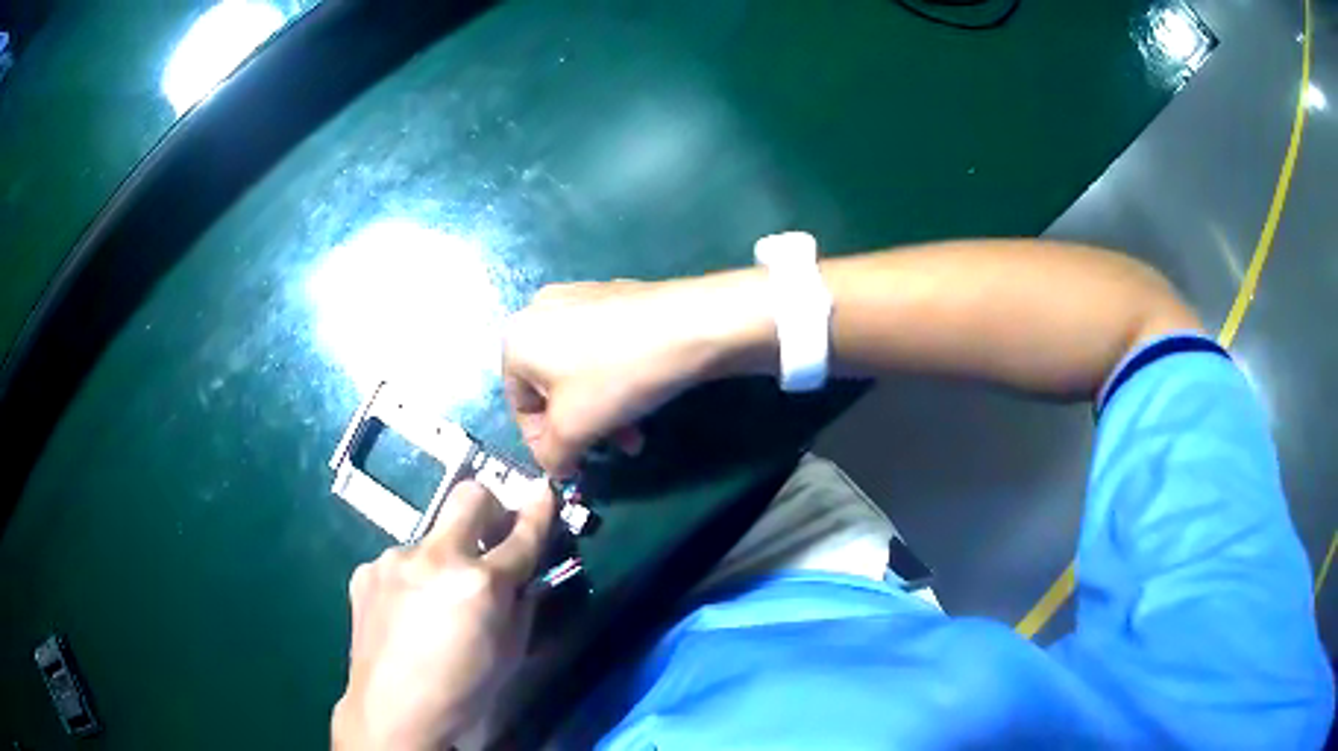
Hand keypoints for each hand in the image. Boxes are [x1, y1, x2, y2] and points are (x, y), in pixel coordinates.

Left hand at [332, 480, 555, 749]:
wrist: (393, 712)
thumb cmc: (465, 693)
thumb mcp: (511, 654)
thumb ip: (522, 606)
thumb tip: (524, 577)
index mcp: (480, 584)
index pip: (521, 534)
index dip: (539, 510)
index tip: (544, 491)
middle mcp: (436, 558)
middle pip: (469, 496)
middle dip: (490, 507)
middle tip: (492, 536)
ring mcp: (394, 559)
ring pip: (431, 537)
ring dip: (445, 557)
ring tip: (436, 601)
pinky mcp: (366, 570)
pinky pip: (401, 562)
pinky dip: (413, 578)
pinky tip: (407, 613)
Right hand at [503, 277, 770, 476]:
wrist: (689, 324)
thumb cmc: (616, 376)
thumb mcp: (574, 429)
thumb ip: (552, 456)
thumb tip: (555, 466)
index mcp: (516, 339)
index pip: (519, 407)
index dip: (545, 444)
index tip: (575, 465)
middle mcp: (538, 310)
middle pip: (551, 388)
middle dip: (581, 428)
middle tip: (611, 449)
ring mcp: (578, 297)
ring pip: (579, 371)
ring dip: (602, 410)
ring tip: (635, 433)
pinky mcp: (614, 295)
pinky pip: (602, 348)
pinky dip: (615, 378)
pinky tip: (644, 395)